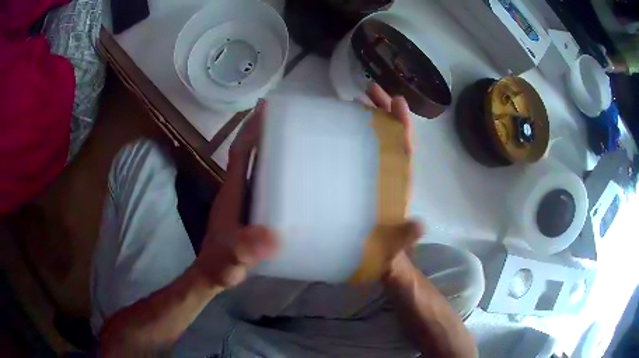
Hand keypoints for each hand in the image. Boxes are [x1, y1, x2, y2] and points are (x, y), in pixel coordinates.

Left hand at [194, 100, 278, 288]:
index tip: (264, 110)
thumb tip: (272, 237)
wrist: (212, 274)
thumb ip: (245, 249)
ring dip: (267, 149)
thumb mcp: (232, 259)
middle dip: (261, 132)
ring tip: (292, 138)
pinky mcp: (248, 211)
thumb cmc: (221, 264)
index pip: (240, 154)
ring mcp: (241, 200)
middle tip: (285, 117)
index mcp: (231, 194)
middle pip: (248, 154)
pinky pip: (260, 182)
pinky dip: (271, 171)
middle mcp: (235, 191)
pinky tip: (289, 175)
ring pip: (254, 167)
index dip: (250, 132)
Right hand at [365, 84, 422, 281]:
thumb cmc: (386, 251)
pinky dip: (353, 137)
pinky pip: (358, 153)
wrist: (374, 260)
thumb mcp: (396, 246)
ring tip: (355, 100)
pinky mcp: (357, 181)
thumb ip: (406, 237)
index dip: (402, 123)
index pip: (405, 148)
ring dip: (368, 119)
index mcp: (399, 183)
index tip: (396, 100)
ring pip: (374, 140)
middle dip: (383, 111)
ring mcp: (372, 176)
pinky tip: (339, 128)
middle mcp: (388, 174)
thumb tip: (420, 225)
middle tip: (369, 90)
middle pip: (389, 136)